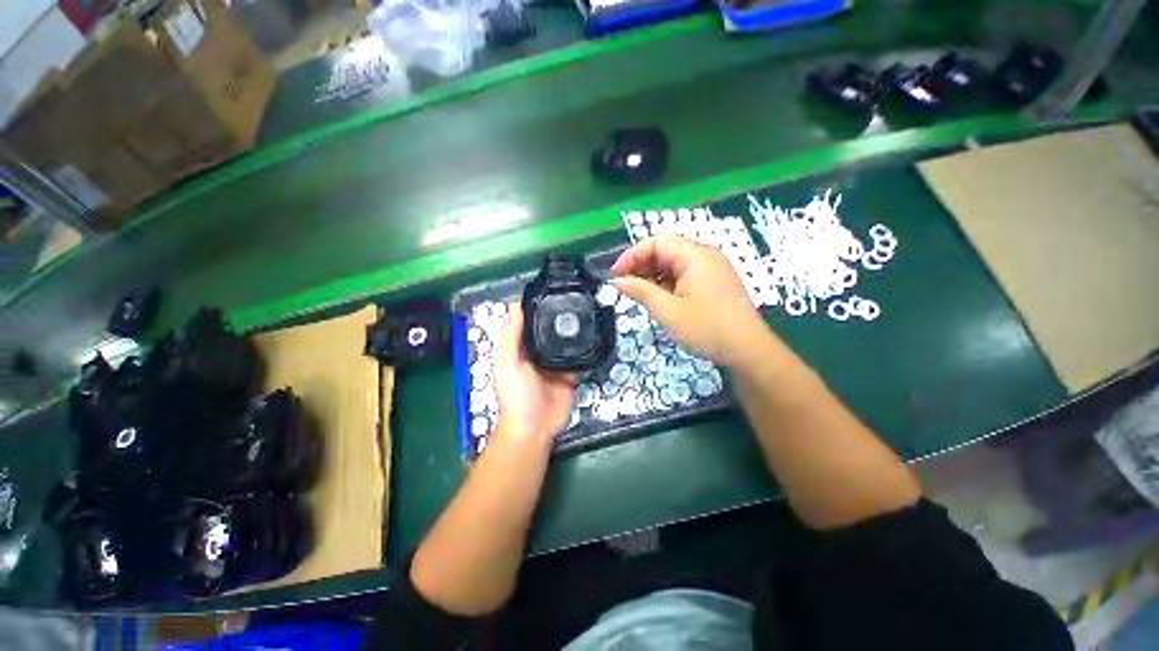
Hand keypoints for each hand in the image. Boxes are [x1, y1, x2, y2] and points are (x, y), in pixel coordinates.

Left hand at [491, 303, 575, 442]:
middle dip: (559, 318)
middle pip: (550, 332)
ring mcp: (555, 365)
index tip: (550, 290)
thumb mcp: (507, 363)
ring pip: (566, 345)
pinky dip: (585, 352)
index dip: (537, 308)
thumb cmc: (516, 394)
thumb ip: (510, 337)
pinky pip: (578, 360)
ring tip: (587, 314)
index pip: (529, 323)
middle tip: (576, 299)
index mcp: (521, 349)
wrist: (535, 428)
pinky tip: (594, 338)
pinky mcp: (569, 376)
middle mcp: (538, 354)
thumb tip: (514, 305)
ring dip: (574, 334)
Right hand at [611, 235, 768, 367]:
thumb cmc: (706, 329)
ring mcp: (711, 268)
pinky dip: (667, 283)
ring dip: (653, 275)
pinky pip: (684, 274)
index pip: (655, 242)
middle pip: (665, 250)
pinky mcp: (714, 281)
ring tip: (639, 294)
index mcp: (695, 255)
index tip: (615, 275)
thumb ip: (640, 291)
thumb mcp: (667, 311)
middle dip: (641, 265)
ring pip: (674, 263)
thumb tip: (617, 280)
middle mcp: (704, 255)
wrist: (748, 350)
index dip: (631, 256)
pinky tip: (660, 298)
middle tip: (625, 287)